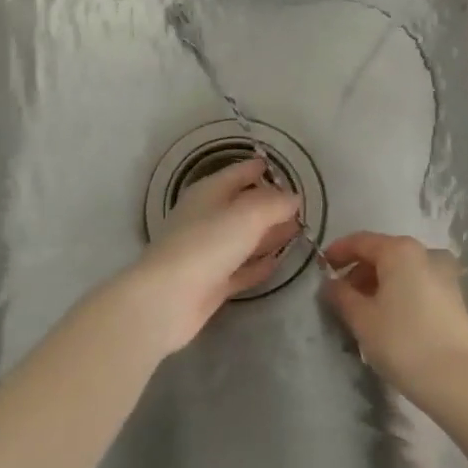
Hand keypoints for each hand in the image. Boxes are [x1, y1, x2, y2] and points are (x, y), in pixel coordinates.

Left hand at [126, 159, 299, 353]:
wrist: (168, 298)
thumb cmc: (208, 244)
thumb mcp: (248, 215)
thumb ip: (274, 203)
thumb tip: (293, 197)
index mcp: (209, 192)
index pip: (239, 173)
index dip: (260, 169)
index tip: (283, 170)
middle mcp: (206, 217)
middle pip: (242, 206)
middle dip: (269, 204)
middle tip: (299, 206)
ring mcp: (207, 252)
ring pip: (243, 238)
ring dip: (268, 234)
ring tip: (297, 231)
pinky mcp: (211, 282)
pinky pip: (241, 268)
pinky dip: (258, 264)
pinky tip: (277, 263)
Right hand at [322, 232, 467, 411]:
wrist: (457, 381)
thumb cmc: (402, 342)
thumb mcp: (362, 319)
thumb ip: (341, 296)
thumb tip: (330, 283)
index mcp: (400, 251)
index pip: (361, 241)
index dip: (338, 252)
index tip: (321, 267)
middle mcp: (425, 254)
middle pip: (383, 254)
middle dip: (359, 271)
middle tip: (340, 295)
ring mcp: (445, 276)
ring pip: (402, 272)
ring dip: (378, 284)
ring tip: (363, 311)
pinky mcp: (455, 299)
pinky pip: (418, 286)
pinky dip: (399, 294)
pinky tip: (389, 320)